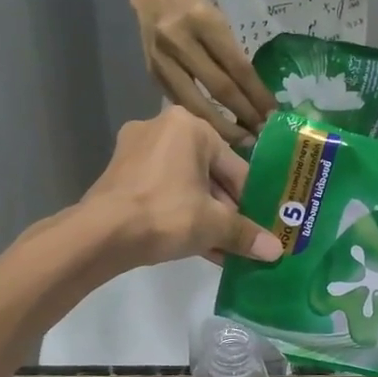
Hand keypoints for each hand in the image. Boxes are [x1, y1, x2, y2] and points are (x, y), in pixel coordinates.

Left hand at [80, 107, 283, 270]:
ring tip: (220, 247)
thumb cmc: (165, 215)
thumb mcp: (213, 224)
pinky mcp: (119, 173)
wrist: (100, 234)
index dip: (251, 199)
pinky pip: (161, 190)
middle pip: (208, 173)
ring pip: (184, 183)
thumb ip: (246, 234)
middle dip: (225, 209)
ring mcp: (135, 150)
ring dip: (203, 214)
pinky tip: (193, 244)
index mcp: (189, 125)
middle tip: (241, 237)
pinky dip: (178, 212)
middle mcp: (161, 127)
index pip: (234, 165)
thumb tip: (277, 251)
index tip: (261, 224)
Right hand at [129, 0, 275, 145]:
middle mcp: (181, 41)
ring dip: (221, 126)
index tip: (273, 114)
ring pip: (195, 103)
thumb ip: (230, 53)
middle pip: (219, 89)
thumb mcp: (216, 16)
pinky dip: (198, 119)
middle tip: (262, 136)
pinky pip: (179, 102)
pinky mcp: (151, 72)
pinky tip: (214, 131)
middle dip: (244, 115)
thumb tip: (254, 94)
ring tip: (241, 142)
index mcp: (204, 21)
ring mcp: (162, 59)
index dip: (257, 95)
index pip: (238, 67)